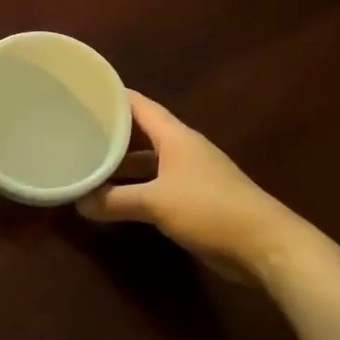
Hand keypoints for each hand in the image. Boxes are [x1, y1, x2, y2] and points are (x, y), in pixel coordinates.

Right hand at [78, 91, 291, 275]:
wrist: (264, 244)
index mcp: (175, 135)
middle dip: (111, 131)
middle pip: (141, 131)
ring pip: (149, 160)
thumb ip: (116, 201)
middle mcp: (182, 147)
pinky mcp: (196, 198)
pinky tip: (116, 196)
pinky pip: (158, 183)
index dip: (111, 96)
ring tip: (88, 163)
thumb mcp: (156, 203)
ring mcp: (191, 173)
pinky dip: (137, 186)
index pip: (137, 104)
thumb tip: (80, 202)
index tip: (80, 94)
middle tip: (75, 131)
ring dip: (123, 163)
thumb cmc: (209, 209)